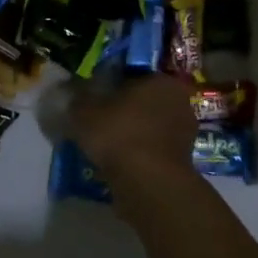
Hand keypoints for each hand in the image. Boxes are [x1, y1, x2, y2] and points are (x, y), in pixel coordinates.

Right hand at [70, 74, 197, 200]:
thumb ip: (78, 97)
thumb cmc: (119, 133)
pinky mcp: (182, 161)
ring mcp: (185, 133)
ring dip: (132, 133)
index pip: (133, 74)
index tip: (94, 96)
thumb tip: (72, 90)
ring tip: (106, 145)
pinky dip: (138, 153)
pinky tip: (119, 162)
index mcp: (162, 80)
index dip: (111, 84)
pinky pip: (153, 149)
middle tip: (98, 120)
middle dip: (124, 109)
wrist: (148, 183)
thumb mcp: (85, 110)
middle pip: (144, 101)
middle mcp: (180, 102)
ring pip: (149, 126)